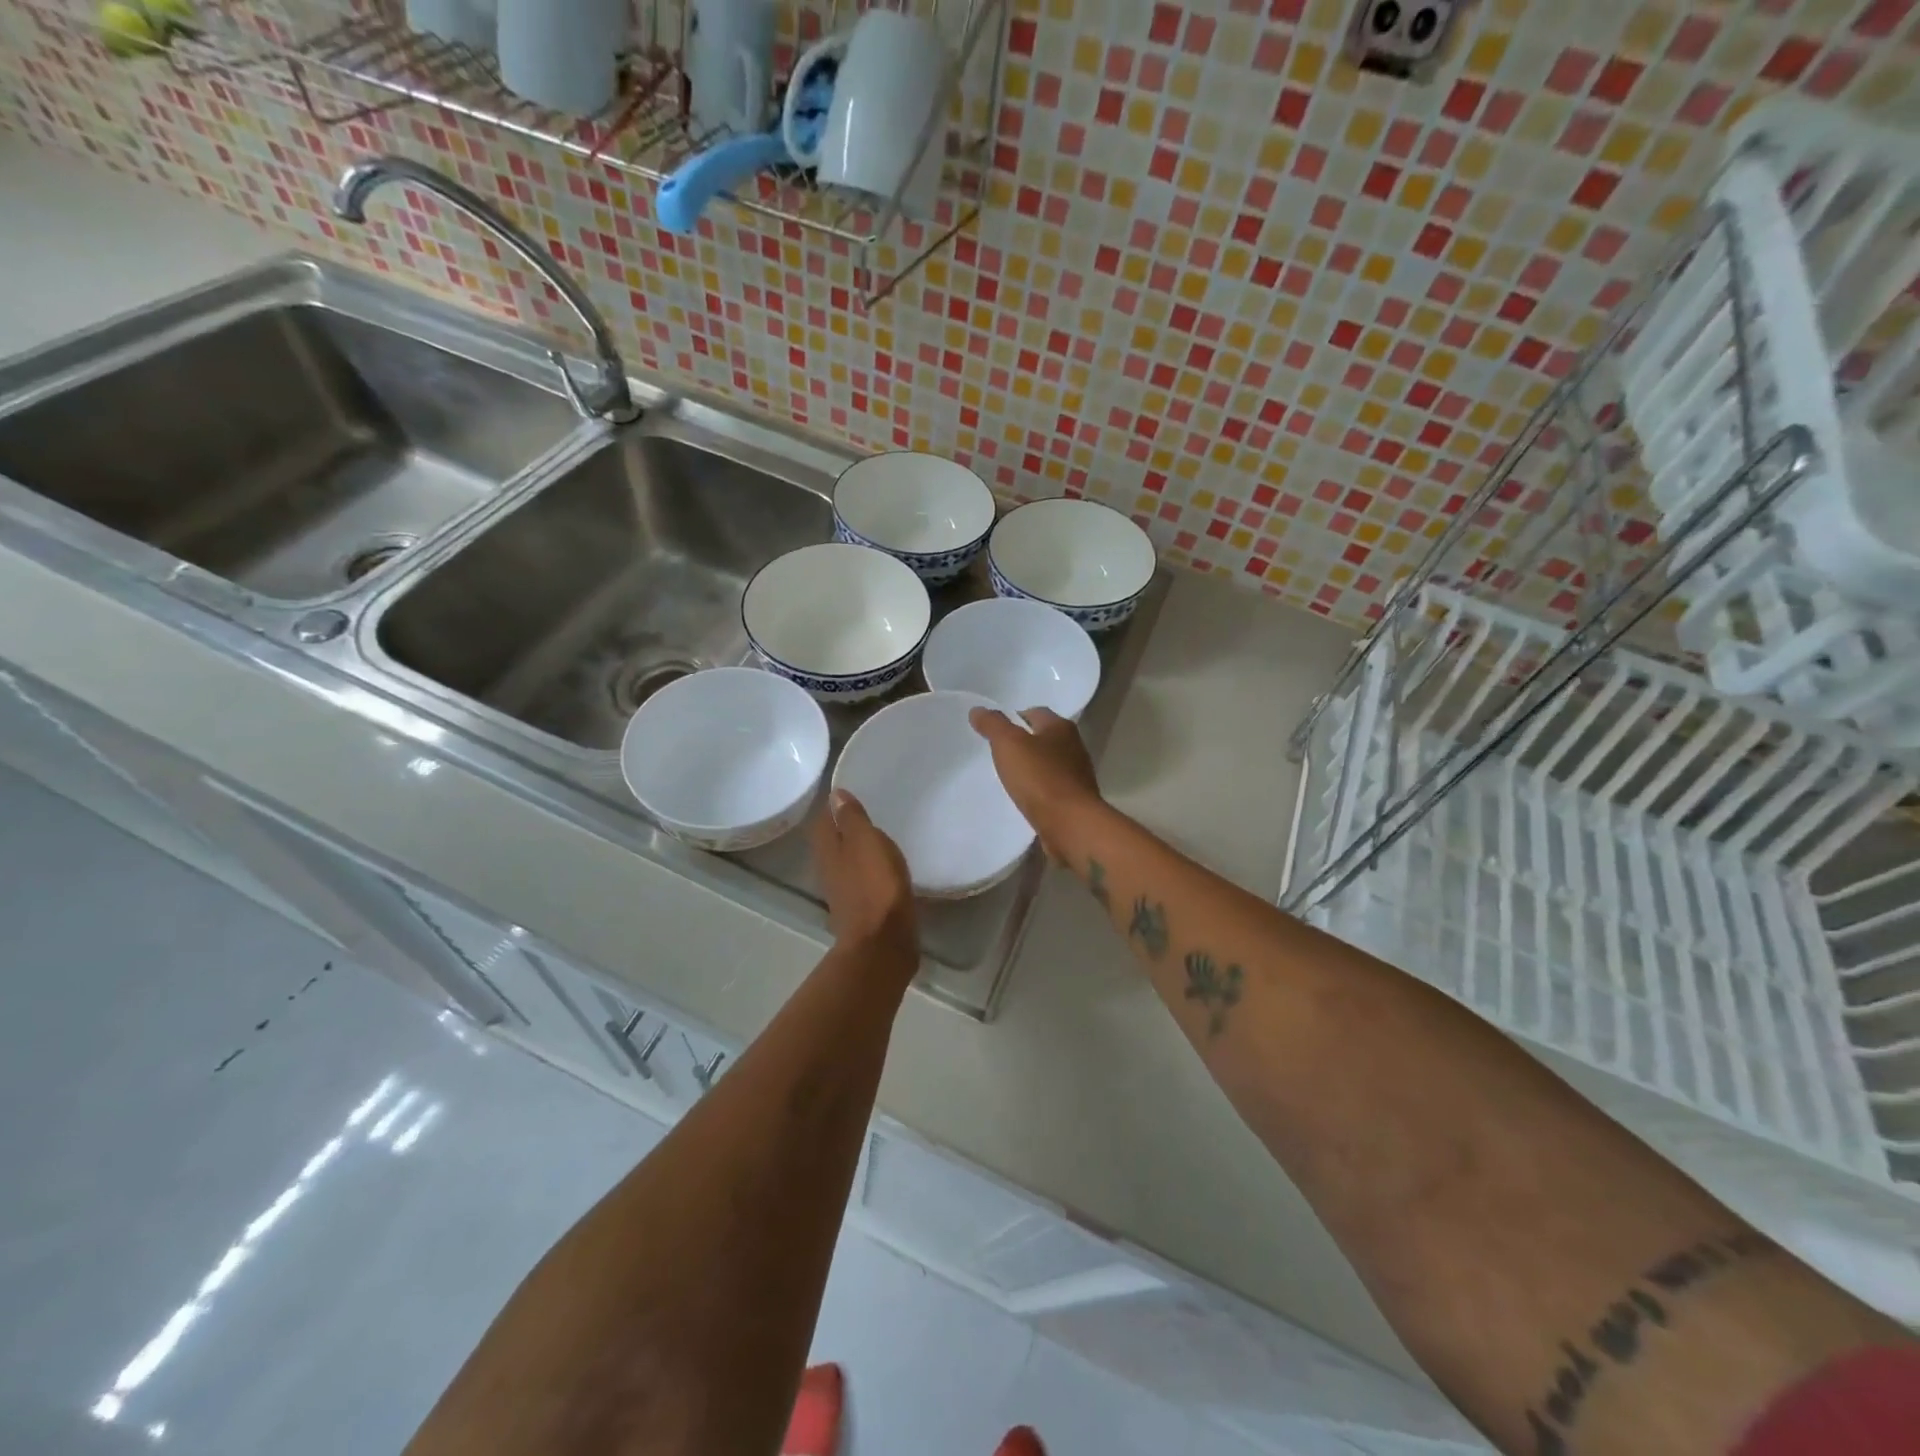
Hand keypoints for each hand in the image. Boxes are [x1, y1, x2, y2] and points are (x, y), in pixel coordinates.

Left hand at [813, 789, 916, 969]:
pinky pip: (862, 882)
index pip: (823, 821)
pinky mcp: (861, 910)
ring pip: (846, 864)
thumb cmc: (875, 885)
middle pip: (832, 843)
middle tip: (866, 813)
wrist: (883, 942)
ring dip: (858, 852)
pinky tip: (885, 870)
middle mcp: (829, 870)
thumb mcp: (866, 842)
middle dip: (845, 829)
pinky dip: (870, 873)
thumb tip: (835, 795)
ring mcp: (843, 893)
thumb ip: (852, 819)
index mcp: (828, 851)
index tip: (850, 794)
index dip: (834, 807)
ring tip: (878, 839)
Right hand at [968, 706, 1103, 857]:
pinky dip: (1038, 790)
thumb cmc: (1040, 778)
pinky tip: (1023, 799)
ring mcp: (1077, 775)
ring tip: (1008, 777)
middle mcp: (1074, 747)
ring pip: (1048, 764)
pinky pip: (1052, 789)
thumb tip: (978, 710)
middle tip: (998, 753)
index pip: (1035, 712)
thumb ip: (993, 725)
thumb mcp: (1009, 744)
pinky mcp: (1075, 800)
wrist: (1070, 824)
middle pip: (1044, 738)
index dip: (1014, 718)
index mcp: (1061, 727)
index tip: (994, 731)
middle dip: (1023, 744)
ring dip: (1031, 769)